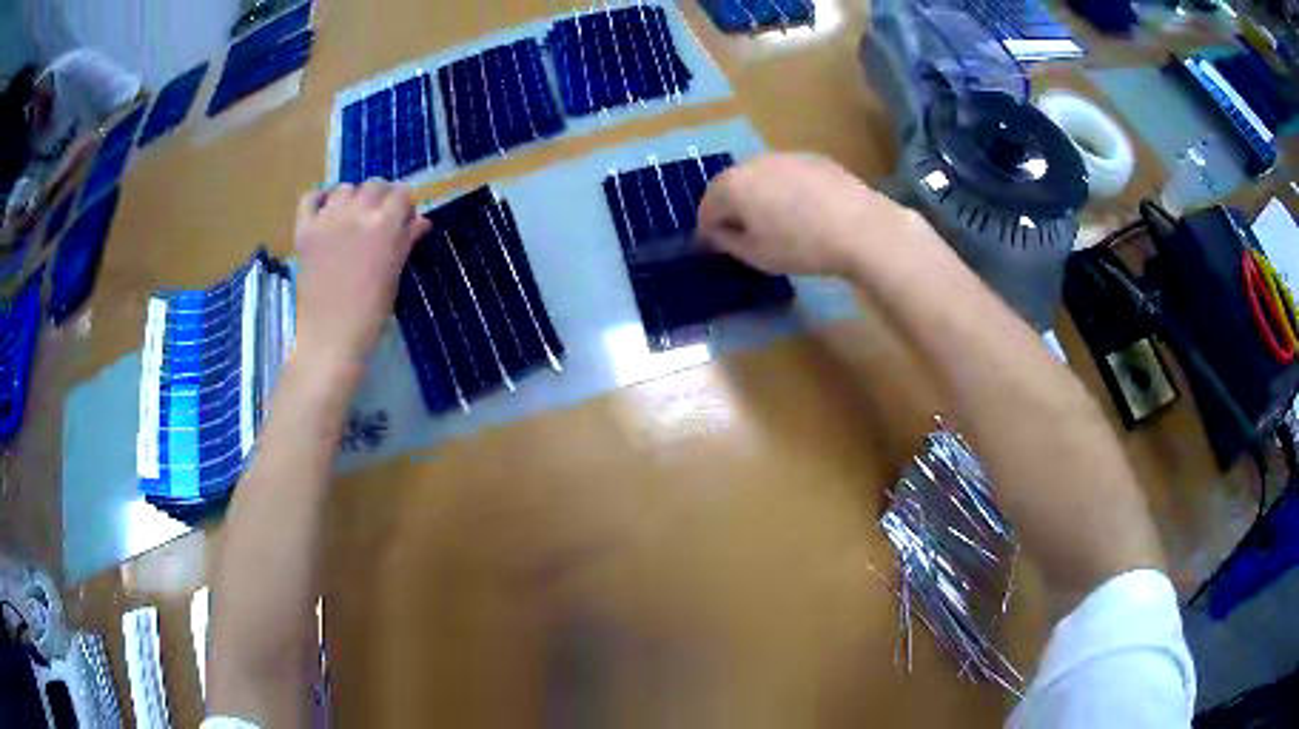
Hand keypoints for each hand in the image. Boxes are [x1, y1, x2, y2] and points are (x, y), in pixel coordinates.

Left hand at [293, 180, 429, 369]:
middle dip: (381, 197)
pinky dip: (319, 200)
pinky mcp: (305, 231)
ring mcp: (327, 220)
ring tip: (352, 218)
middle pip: (374, 185)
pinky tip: (325, 211)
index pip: (401, 194)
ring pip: (345, 188)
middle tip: (379, 220)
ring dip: (353, 198)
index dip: (404, 205)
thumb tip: (420, 221)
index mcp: (385, 225)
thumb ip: (406, 240)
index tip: (404, 221)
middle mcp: (356, 213)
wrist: (331, 337)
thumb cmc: (371, 312)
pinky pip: (310, 199)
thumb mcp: (395, 273)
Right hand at [697, 153, 918, 277]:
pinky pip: (788, 174)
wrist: (860, 227)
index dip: (708, 230)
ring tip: (776, 220)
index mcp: (732, 186)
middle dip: (732, 207)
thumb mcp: (756, 255)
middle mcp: (753, 163)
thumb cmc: (801, 246)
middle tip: (743, 233)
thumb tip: (716, 233)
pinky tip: (805, 209)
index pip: (707, 208)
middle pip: (731, 185)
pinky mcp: (813, 157)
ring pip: (761, 176)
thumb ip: (727, 242)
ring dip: (759, 195)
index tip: (714, 248)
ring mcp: (784, 156)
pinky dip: (787, 188)